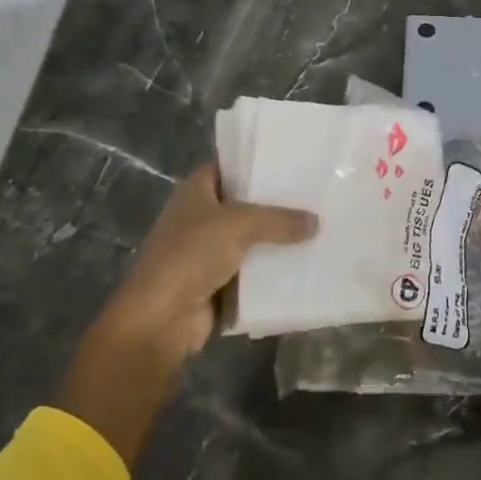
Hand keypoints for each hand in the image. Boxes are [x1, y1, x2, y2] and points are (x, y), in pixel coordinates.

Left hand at [56, 165, 316, 464]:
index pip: (230, 165)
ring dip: (277, 238)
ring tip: (319, 226)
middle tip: (316, 193)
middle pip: (244, 203)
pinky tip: (305, 262)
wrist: (160, 319)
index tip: (294, 160)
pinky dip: (272, 269)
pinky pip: (252, 269)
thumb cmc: (191, 255)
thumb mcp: (239, 225)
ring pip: (251, 238)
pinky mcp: (217, 282)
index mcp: (196, 190)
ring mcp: (207, 251)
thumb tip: (316, 221)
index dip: (258, 161)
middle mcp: (200, 216)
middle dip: (276, 201)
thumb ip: (279, 220)